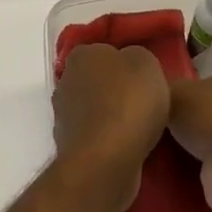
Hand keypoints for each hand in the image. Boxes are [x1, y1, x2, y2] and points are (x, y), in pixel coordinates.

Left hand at [52, 44, 170, 210]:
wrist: (106, 160)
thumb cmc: (128, 102)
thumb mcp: (146, 63)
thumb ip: (136, 56)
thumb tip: (129, 64)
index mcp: (81, 55)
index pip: (104, 51)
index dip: (125, 63)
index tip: (143, 78)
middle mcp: (66, 81)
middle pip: (97, 80)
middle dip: (116, 90)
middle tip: (144, 102)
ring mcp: (64, 115)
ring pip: (94, 109)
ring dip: (112, 116)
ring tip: (140, 128)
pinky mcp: (69, 146)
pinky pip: (95, 135)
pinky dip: (108, 139)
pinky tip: (128, 147)